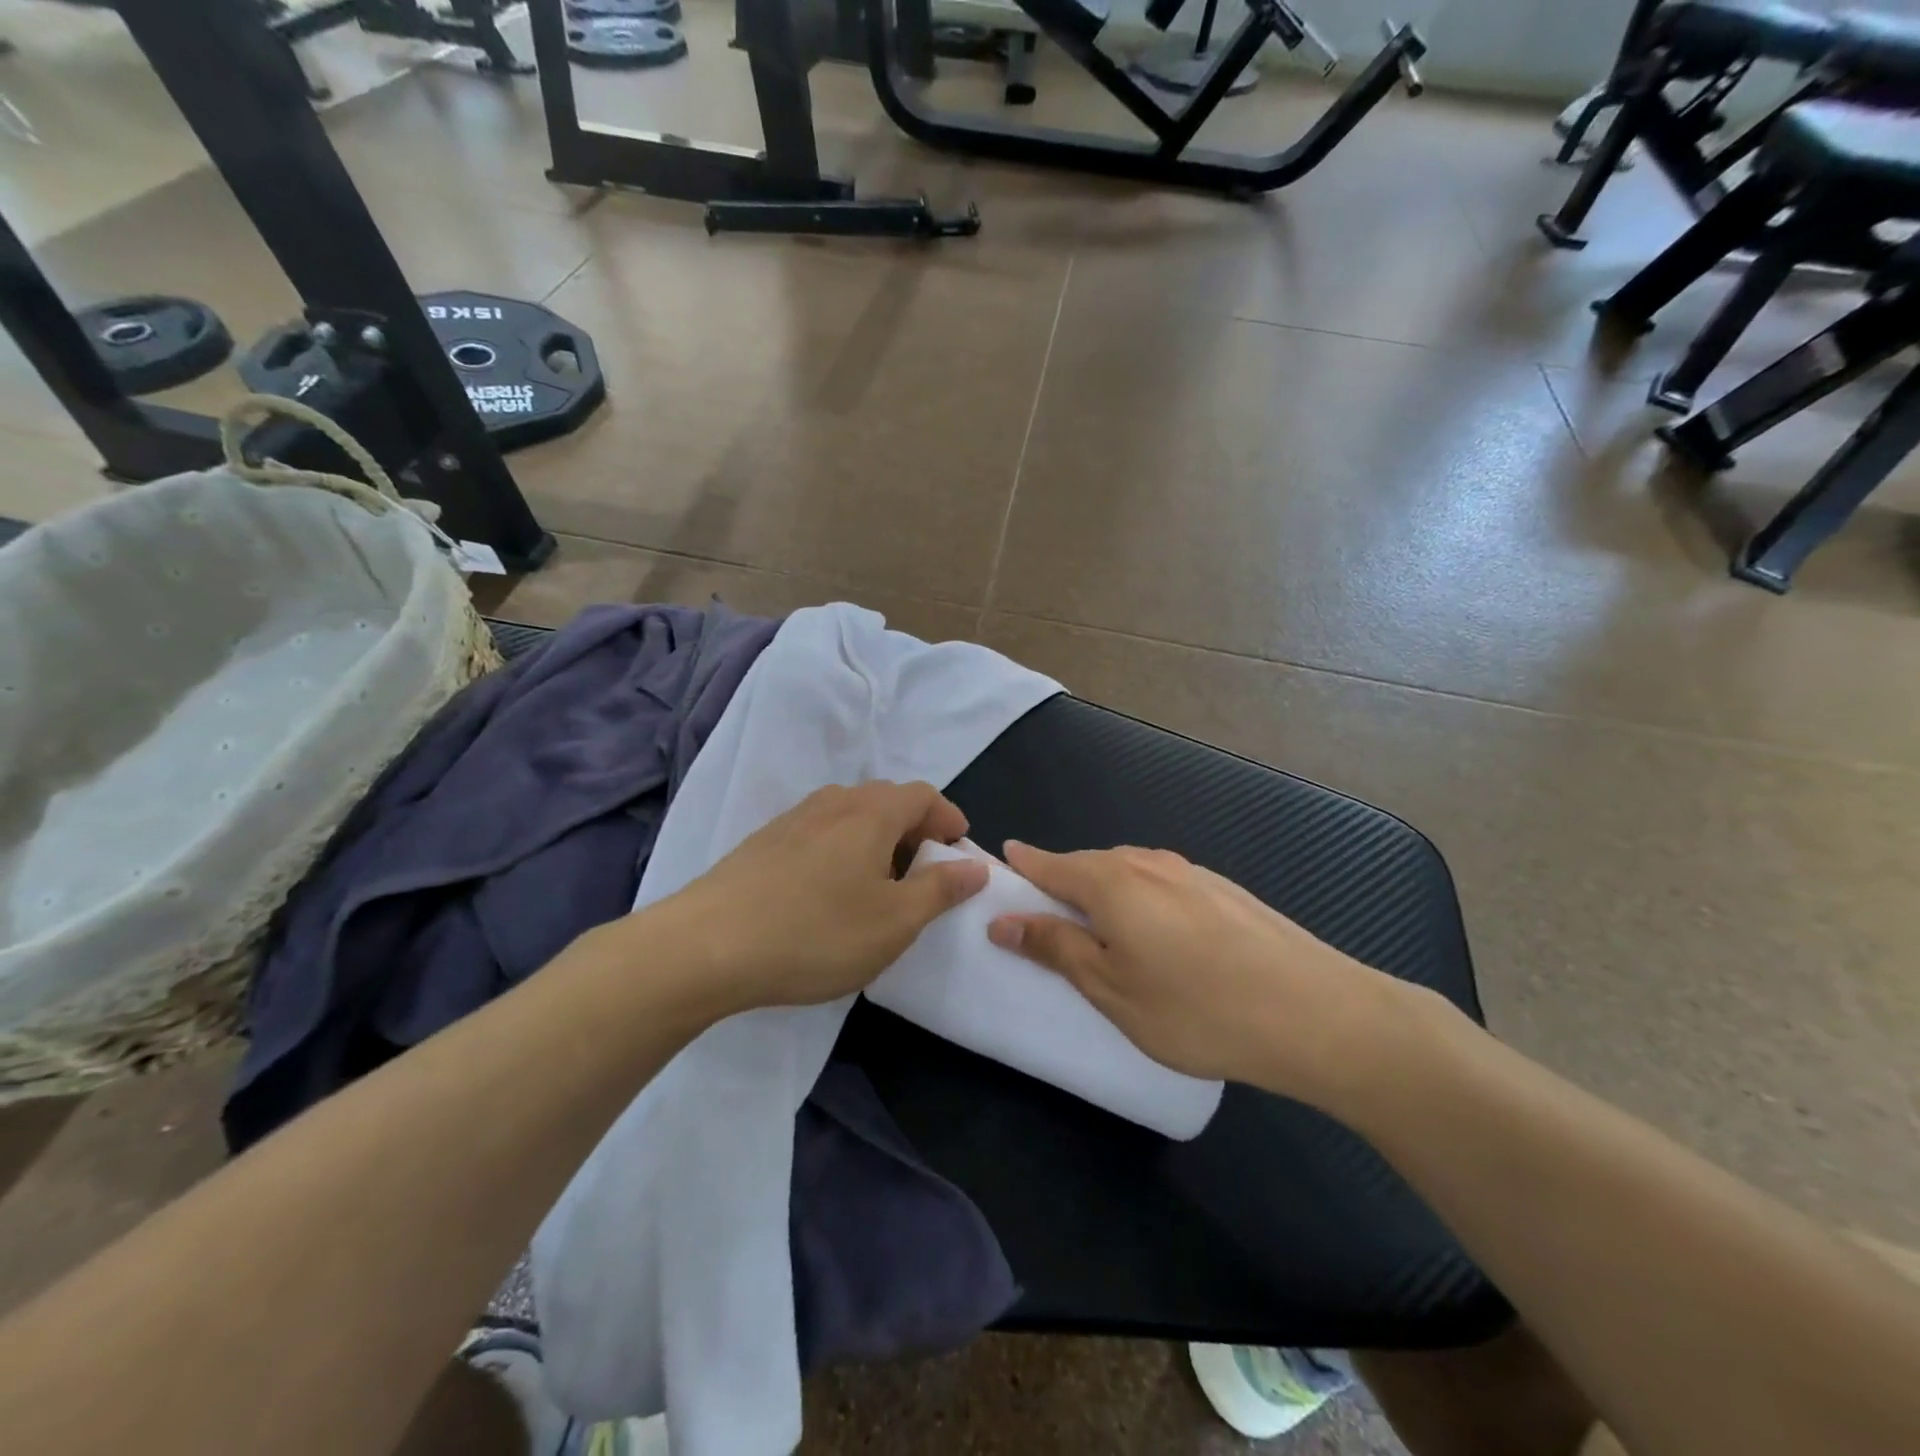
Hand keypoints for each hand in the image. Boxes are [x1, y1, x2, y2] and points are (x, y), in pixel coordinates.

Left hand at [653, 782, 988, 1017]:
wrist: (707, 946)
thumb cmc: (817, 933)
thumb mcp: (894, 922)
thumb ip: (940, 889)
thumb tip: (976, 865)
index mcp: (871, 813)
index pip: (922, 794)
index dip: (948, 817)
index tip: (960, 848)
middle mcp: (833, 803)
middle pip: (886, 799)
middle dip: (914, 827)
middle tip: (926, 869)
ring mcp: (792, 820)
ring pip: (849, 815)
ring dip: (876, 838)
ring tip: (880, 881)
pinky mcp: (763, 842)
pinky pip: (819, 832)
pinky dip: (842, 849)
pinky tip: (830, 890)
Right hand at [986, 841, 1414, 1104]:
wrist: (1317, 1013)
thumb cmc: (1197, 1009)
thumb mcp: (1111, 989)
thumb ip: (1056, 948)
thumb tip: (1004, 919)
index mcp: (1112, 882)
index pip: (1050, 864)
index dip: (1022, 866)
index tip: (999, 865)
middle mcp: (1149, 863)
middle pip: (1089, 865)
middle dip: (1061, 882)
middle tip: (1044, 914)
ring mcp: (1191, 873)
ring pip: (1129, 873)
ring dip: (1103, 892)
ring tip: (1098, 929)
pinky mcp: (1224, 890)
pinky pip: (1162, 884)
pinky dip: (1141, 900)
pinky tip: (1157, 935)